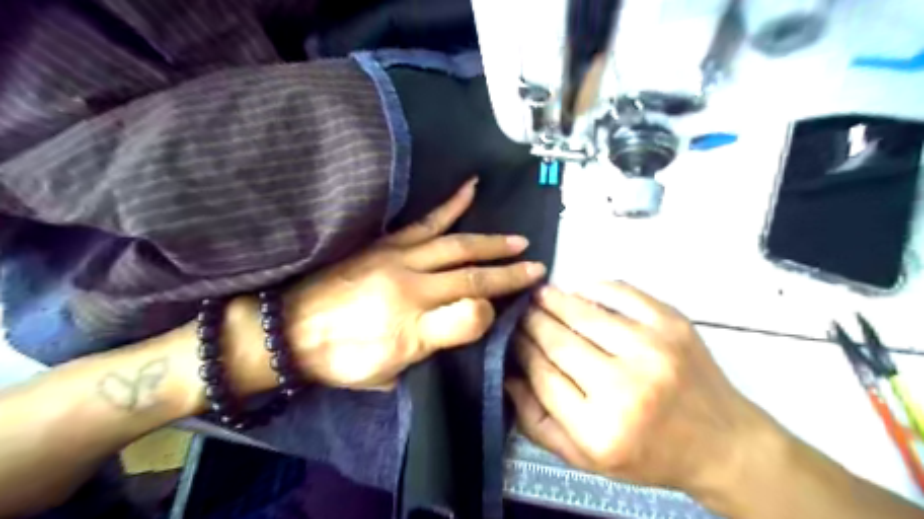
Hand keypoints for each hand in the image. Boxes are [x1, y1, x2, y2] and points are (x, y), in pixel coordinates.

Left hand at [286, 178, 543, 389]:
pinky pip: (422, 221)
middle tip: (535, 262)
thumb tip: (482, 312)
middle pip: (469, 269)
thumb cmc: (343, 357)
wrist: (288, 330)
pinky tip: (468, 189)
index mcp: (413, 317)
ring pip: (454, 242)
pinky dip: (449, 205)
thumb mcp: (391, 369)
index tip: (525, 288)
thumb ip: (441, 338)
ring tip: (516, 237)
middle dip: (506, 267)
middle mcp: (410, 281)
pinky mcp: (384, 243)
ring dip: (489, 240)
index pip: (472, 303)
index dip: (502, 295)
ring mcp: (396, 256)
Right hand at [508, 281, 773, 495]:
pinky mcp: (673, 324)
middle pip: (558, 341)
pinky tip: (579, 290)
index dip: (520, 349)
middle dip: (532, 322)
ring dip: (555, 300)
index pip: (542, 374)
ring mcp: (653, 350)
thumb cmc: (648, 455)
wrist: (722, 444)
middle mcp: (625, 388)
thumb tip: (507, 375)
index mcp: (600, 430)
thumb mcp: (586, 460)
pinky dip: (595, 287)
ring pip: (584, 313)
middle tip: (520, 311)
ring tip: (540, 295)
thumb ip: (538, 422)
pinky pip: (622, 293)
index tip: (510, 336)